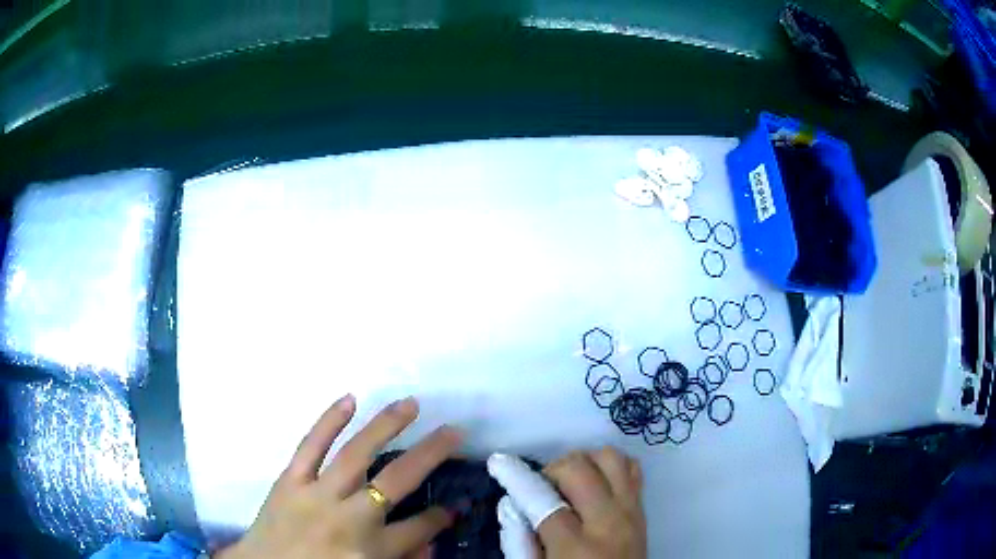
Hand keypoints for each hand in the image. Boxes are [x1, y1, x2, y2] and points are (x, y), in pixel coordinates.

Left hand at [219, 395, 461, 558]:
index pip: (418, 528)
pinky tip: (349, 399)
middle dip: (431, 454)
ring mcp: (317, 494)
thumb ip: (402, 557)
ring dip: (386, 425)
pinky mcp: (289, 480)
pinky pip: (310, 446)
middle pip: (398, 481)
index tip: (456, 503)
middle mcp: (350, 518)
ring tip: (410, 404)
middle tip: (454, 431)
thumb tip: (431, 538)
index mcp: (371, 549)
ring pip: (357, 453)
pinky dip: (329, 421)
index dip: (441, 515)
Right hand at [488, 448, 646, 558]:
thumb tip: (510, 503)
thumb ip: (519, 542)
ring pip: (610, 459)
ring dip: (584, 462)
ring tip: (570, 483)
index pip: (542, 500)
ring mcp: (630, 512)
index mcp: (575, 546)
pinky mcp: (643, 509)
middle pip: (579, 470)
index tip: (499, 462)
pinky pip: (632, 468)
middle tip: (543, 488)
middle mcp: (608, 522)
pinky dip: (610, 467)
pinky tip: (595, 483)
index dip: (517, 477)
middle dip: (553, 470)